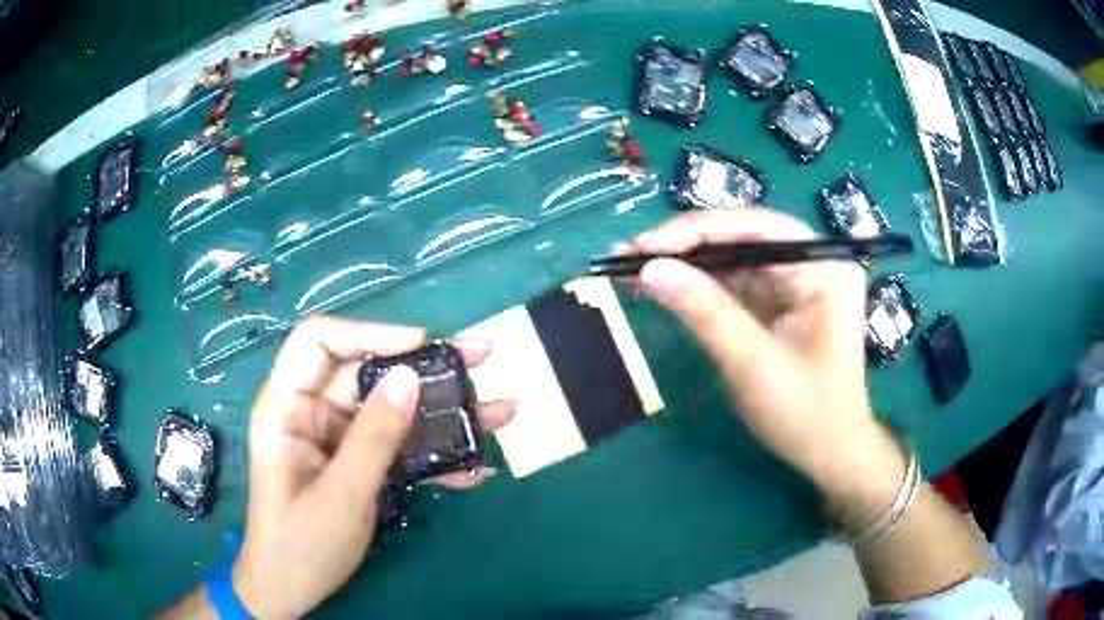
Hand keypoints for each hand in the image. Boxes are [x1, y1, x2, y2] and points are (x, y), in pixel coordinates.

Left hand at [230, 317, 513, 617]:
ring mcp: (337, 437)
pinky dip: (434, 455)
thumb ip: (374, 436)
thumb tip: (411, 377)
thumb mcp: (342, 495)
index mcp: (287, 407)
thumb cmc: (302, 544)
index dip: (368, 332)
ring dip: (442, 412)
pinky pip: (397, 445)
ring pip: (391, 407)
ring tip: (498, 412)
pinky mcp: (357, 461)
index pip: (318, 340)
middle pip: (366, 369)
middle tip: (480, 358)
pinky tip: (475, 467)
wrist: (291, 588)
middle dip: (425, 367)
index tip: (421, 345)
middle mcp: (312, 411)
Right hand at [635, 209, 904, 506]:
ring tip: (636, 266)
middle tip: (630, 253)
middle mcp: (814, 264)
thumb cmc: (805, 414)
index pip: (757, 229)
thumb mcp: (752, 364)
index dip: (697, 230)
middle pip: (744, 239)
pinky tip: (668, 285)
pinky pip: (737, 283)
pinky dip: (701, 286)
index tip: (644, 245)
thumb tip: (649, 268)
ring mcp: (798, 282)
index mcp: (824, 269)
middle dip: (687, 246)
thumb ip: (704, 311)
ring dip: (688, 264)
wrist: (830, 454)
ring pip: (735, 259)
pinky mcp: (782, 302)